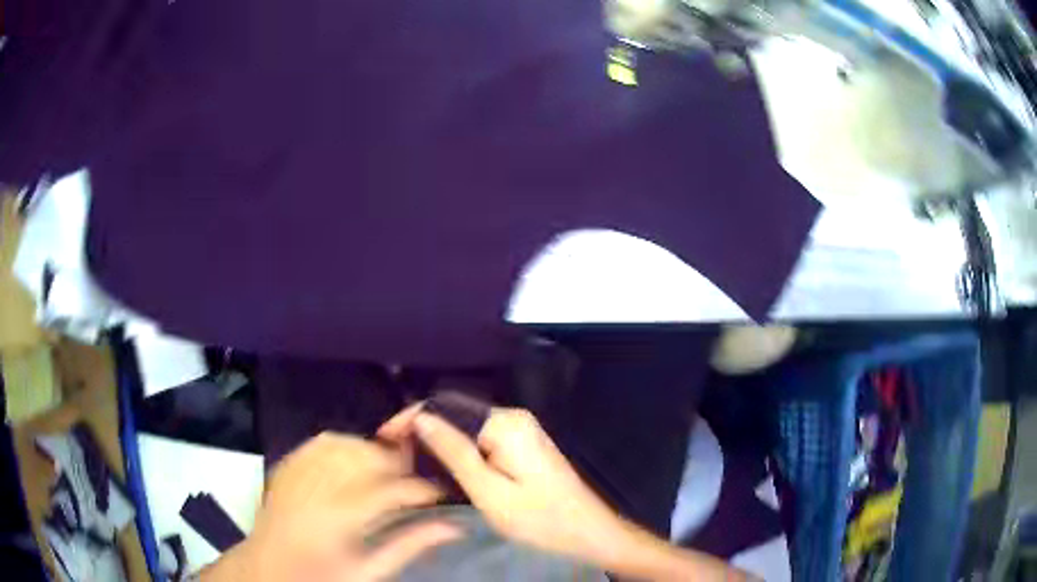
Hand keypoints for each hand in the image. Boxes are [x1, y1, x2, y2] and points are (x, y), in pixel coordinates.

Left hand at [202, 433, 460, 581]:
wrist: (268, 567)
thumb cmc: (321, 576)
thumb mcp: (368, 571)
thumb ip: (410, 545)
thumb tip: (454, 527)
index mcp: (338, 519)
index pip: (391, 491)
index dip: (422, 489)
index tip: (439, 494)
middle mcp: (316, 487)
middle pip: (368, 457)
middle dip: (398, 464)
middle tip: (413, 482)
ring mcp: (298, 471)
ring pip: (346, 442)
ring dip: (373, 451)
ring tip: (387, 471)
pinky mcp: (288, 464)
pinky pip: (321, 441)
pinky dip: (345, 444)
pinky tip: (355, 459)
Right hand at [380, 405, 746, 580]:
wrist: (591, 534)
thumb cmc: (541, 521)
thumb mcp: (490, 493)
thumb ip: (454, 452)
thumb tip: (421, 418)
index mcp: (506, 423)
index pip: (445, 406)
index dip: (409, 419)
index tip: (382, 439)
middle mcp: (514, 418)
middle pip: (456, 414)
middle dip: (422, 431)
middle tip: (393, 456)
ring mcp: (522, 432)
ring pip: (466, 429)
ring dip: (438, 443)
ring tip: (408, 462)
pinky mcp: (524, 447)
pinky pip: (481, 441)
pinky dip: (458, 452)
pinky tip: (441, 468)